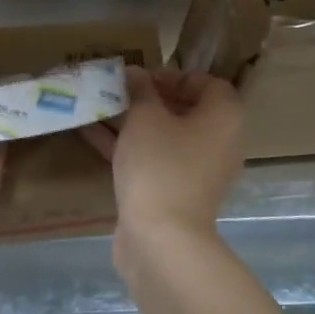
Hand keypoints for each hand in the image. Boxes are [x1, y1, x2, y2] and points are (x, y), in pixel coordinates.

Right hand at [82, 67, 243, 246]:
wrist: (161, 240)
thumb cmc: (160, 166)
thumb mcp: (145, 118)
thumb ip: (140, 90)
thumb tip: (136, 73)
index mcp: (224, 118)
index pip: (208, 84)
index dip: (175, 75)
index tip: (142, 77)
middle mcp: (218, 143)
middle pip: (185, 110)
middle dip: (148, 98)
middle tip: (117, 90)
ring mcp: (196, 172)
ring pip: (164, 136)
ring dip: (133, 121)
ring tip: (98, 106)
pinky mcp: (174, 193)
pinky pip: (153, 160)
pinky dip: (128, 146)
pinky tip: (90, 133)